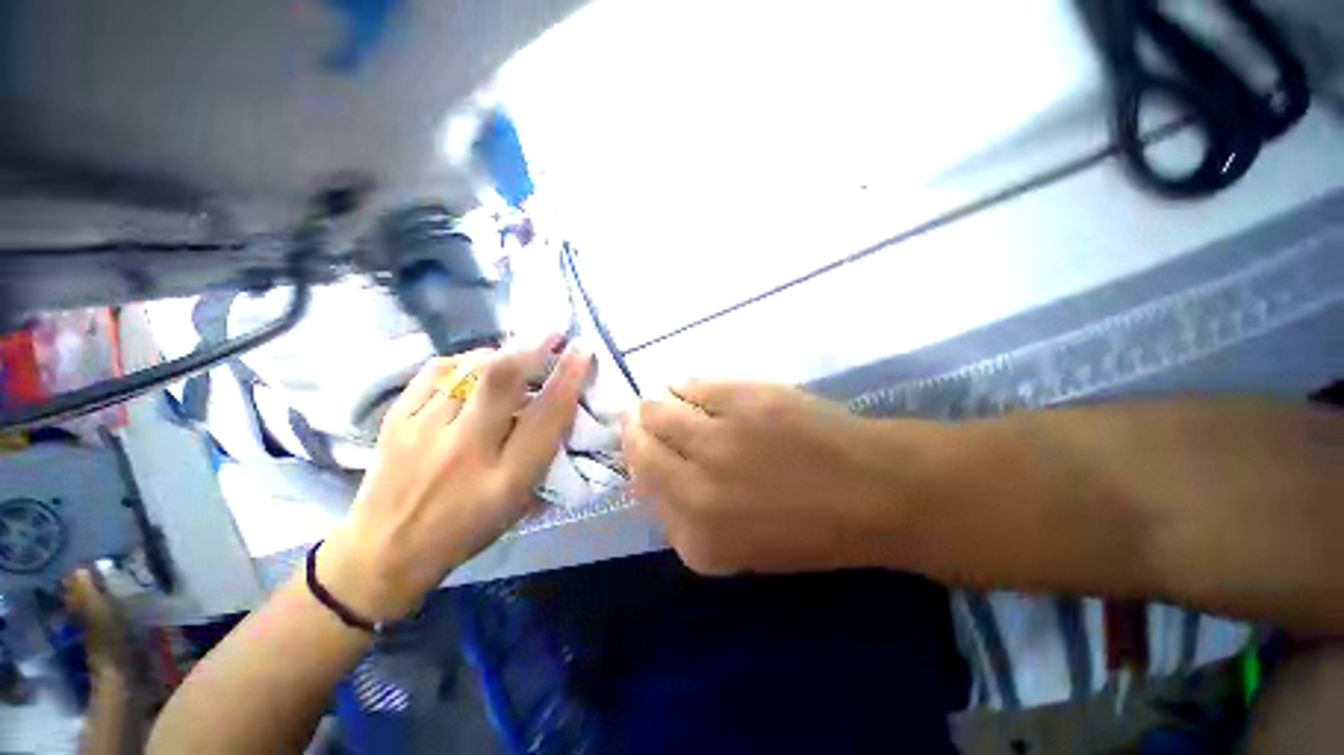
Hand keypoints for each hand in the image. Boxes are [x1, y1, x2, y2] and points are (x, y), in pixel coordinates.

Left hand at [320, 337, 591, 620]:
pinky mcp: (395, 420)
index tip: (583, 350)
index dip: (569, 377)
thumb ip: (542, 455)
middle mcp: (466, 450)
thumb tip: (559, 407)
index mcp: (505, 478)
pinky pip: (435, 371)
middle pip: (501, 379)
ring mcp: (424, 431)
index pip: (546, 415)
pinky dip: (462, 360)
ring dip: (501, 353)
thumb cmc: (465, 531)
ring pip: (469, 368)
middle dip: (533, 346)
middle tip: (553, 332)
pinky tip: (472, 365)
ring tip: (514, 353)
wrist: (384, 550)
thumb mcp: (518, 504)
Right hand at [623, 381, 935, 574]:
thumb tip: (651, 474)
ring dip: (652, 406)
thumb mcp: (740, 546)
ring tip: (657, 401)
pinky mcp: (743, 400)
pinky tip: (686, 387)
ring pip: (659, 412)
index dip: (636, 464)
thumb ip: (688, 517)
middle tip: (635, 417)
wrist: (873, 491)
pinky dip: (685, 386)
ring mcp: (719, 440)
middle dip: (633, 431)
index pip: (642, 489)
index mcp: (697, 537)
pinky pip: (693, 386)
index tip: (638, 450)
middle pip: (640, 449)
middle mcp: (697, 490)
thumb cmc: (810, 528)